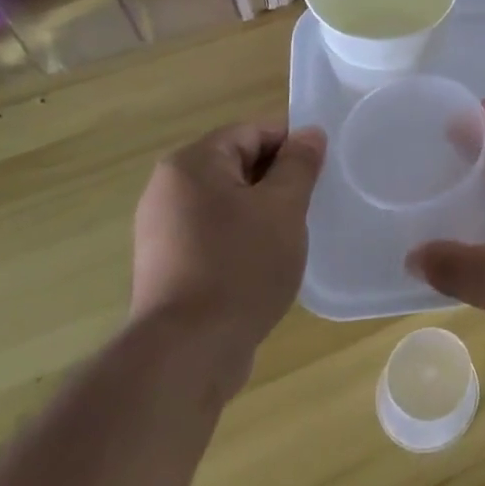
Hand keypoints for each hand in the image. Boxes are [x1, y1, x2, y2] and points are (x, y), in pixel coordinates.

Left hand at [131, 119, 326, 356]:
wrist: (187, 354)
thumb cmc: (240, 266)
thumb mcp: (284, 207)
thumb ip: (300, 164)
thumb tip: (310, 133)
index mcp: (192, 164)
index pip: (252, 132)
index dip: (292, 145)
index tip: (321, 171)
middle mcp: (168, 189)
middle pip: (237, 164)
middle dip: (278, 180)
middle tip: (310, 205)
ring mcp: (163, 230)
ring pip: (228, 202)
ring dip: (263, 212)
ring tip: (291, 236)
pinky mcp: (167, 266)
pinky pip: (214, 234)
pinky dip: (242, 239)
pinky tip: (265, 264)